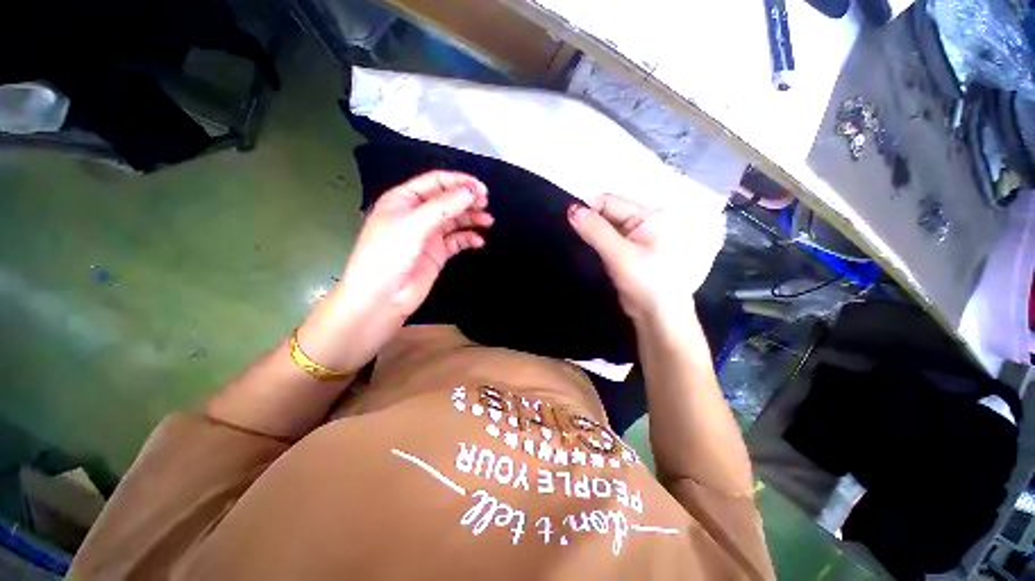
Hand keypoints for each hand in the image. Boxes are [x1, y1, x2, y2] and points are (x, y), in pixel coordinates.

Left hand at [300, 170, 491, 370]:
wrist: (381, 298)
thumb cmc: (388, 256)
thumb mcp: (413, 225)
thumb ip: (444, 207)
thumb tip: (472, 192)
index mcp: (404, 200)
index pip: (435, 182)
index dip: (459, 182)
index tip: (481, 189)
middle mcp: (417, 214)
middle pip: (447, 200)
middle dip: (467, 200)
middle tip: (486, 204)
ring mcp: (428, 235)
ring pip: (454, 220)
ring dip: (471, 218)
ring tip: (488, 221)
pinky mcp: (437, 253)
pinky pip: (457, 241)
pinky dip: (468, 239)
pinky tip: (478, 242)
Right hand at [567, 194, 720, 323]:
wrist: (658, 316)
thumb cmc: (646, 281)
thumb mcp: (620, 254)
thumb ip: (596, 231)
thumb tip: (571, 209)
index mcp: (649, 216)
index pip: (611, 202)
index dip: (588, 206)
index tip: (564, 215)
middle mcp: (643, 223)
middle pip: (608, 214)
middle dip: (587, 220)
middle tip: (563, 227)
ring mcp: (634, 240)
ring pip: (605, 229)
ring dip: (588, 233)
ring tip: (567, 236)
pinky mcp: (626, 254)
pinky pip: (606, 242)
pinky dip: (593, 244)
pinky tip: (580, 247)